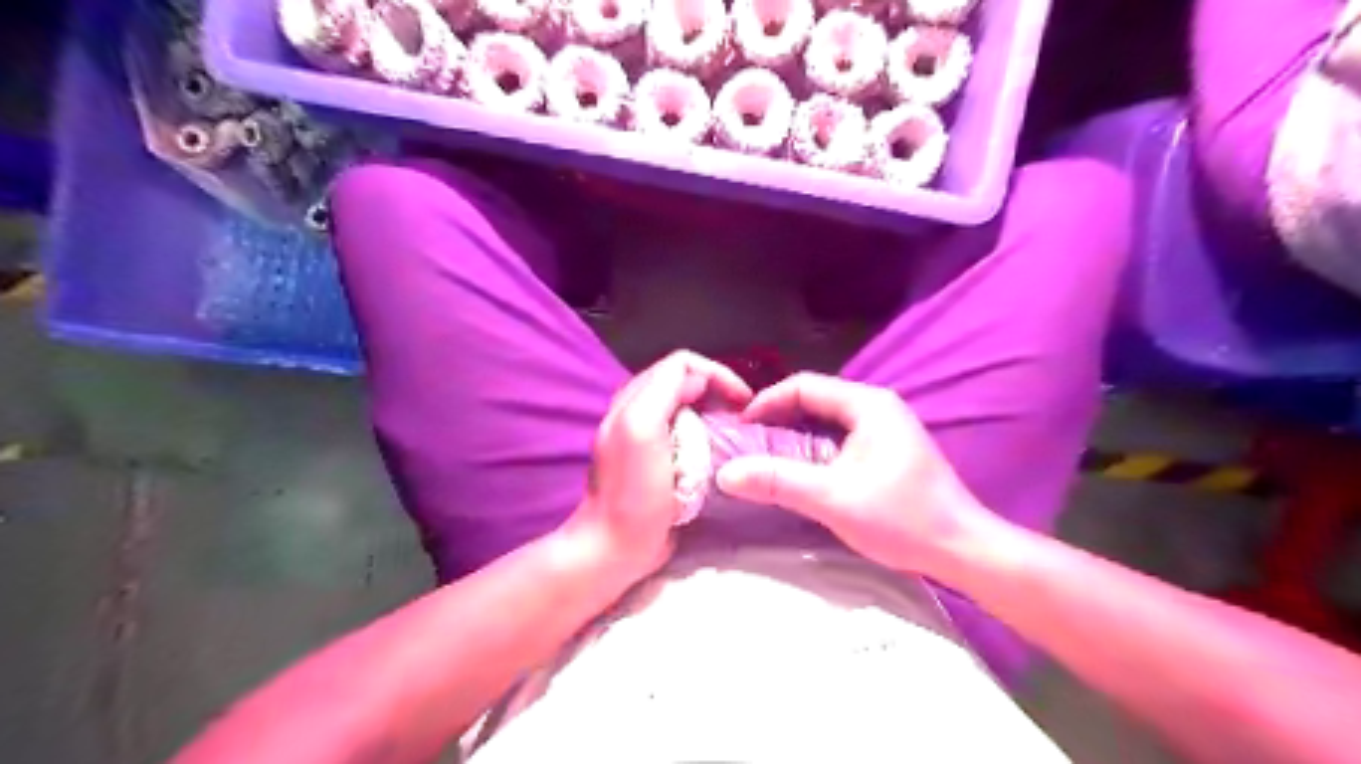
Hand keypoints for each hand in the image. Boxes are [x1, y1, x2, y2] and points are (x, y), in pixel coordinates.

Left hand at [564, 349, 753, 583]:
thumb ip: (664, 390)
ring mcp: (648, 438)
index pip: (683, 364)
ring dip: (716, 416)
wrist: (615, 546)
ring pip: (691, 410)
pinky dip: (709, 438)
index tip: (744, 402)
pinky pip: (689, 437)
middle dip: (719, 393)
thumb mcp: (643, 428)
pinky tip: (719, 456)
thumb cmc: (632, 490)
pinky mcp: (658, 463)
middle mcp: (639, 411)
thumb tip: (699, 379)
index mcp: (635, 399)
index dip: (717, 375)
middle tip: (743, 419)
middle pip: (687, 383)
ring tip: (736, 435)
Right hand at [712, 374, 990, 575]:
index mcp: (868, 404)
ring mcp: (886, 428)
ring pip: (826, 420)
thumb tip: (726, 474)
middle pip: (814, 399)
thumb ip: (778, 482)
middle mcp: (877, 406)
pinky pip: (839, 437)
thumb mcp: (832, 499)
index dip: (766, 402)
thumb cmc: (902, 518)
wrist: (963, 548)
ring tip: (765, 458)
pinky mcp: (888, 450)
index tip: (740, 429)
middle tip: (747, 445)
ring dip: (794, 435)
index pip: (804, 386)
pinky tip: (799, 471)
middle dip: (777, 418)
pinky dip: (813, 448)